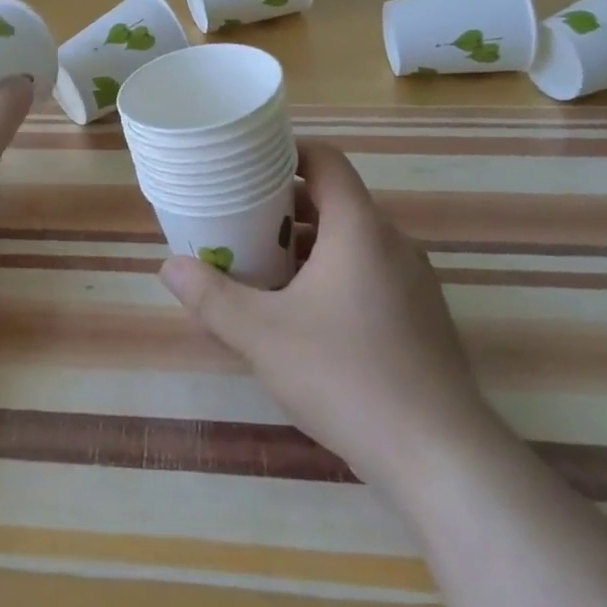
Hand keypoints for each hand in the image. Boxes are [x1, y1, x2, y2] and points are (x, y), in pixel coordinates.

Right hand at [158, 142, 498, 490]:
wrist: (438, 453)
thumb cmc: (345, 375)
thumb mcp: (262, 336)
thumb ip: (211, 297)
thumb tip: (168, 267)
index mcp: (360, 229)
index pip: (326, 161)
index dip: (287, 152)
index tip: (248, 165)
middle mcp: (393, 243)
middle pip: (335, 201)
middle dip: (284, 207)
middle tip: (239, 222)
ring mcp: (413, 281)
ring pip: (352, 241)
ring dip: (307, 245)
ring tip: (262, 268)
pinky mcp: (421, 316)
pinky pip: (370, 273)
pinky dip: (333, 274)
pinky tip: (304, 315)